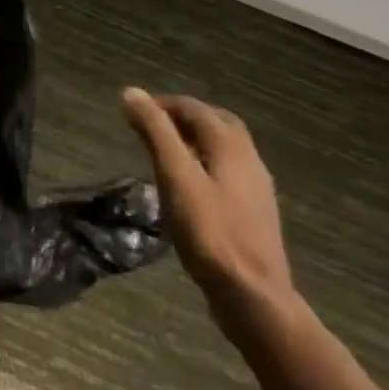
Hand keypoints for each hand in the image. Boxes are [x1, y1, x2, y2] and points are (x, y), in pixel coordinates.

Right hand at [123, 88, 297, 328]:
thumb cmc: (210, 232)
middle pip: (217, 123)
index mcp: (230, 146)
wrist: (253, 297)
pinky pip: (228, 173)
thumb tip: (132, 92)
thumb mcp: (175, 176)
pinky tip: (190, 186)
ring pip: (225, 149)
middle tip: (153, 125)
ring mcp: (256, 189)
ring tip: (166, 152)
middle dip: (184, 117)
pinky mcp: (255, 214)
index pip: (195, 108)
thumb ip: (156, 132)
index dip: (163, 104)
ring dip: (196, 140)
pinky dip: (205, 164)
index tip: (134, 110)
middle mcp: (249, 159)